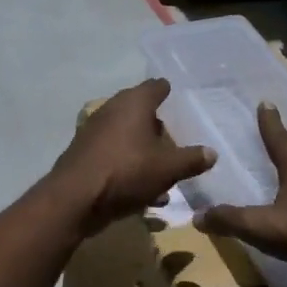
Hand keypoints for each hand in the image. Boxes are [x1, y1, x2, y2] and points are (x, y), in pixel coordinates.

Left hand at [49, 79, 215, 235]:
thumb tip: (212, 153)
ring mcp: (94, 133)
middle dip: (157, 126)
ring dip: (144, 152)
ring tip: (164, 173)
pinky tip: (144, 192)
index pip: (155, 87)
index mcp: (133, 103)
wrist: (74, 199)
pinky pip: (114, 157)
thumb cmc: (126, 172)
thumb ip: (191, 159)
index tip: (176, 97)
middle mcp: (111, 111)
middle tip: (175, 140)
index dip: (167, 91)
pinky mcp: (84, 156)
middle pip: (139, 112)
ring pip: (127, 138)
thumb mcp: (167, 168)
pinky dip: (129, 168)